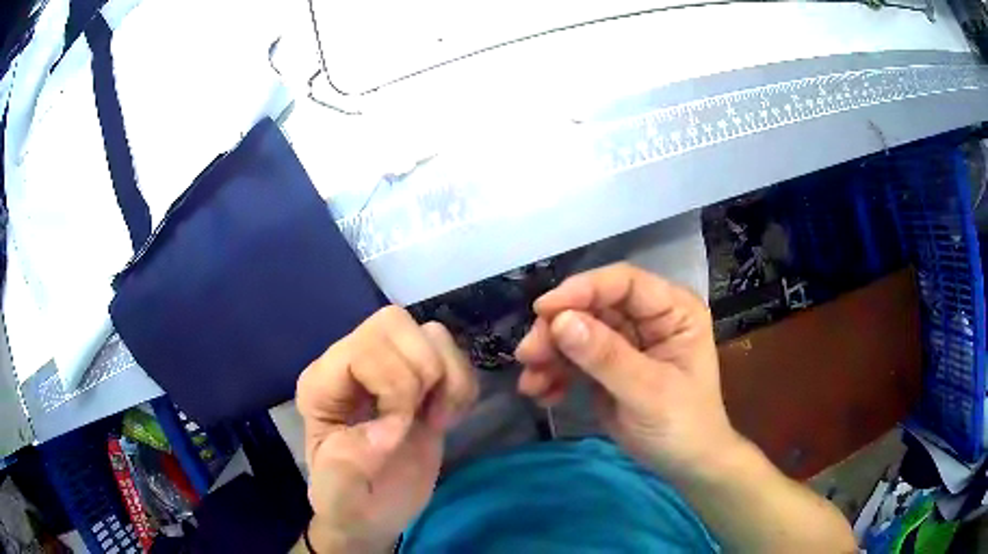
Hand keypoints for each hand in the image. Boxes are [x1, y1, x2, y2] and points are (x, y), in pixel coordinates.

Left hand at [295, 307, 477, 552]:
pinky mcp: (422, 382)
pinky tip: (448, 418)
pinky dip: (463, 384)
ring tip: (438, 419)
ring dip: (448, 377)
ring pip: (429, 333)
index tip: (398, 433)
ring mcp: (389, 369)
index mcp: (323, 385)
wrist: (373, 514)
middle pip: (394, 323)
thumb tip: (388, 430)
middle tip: (422, 417)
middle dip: (421, 372)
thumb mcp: (337, 493)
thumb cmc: (347, 501)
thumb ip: (348, 463)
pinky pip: (453, 353)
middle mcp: (352, 365)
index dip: (393, 385)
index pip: (362, 348)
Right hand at [515, 262, 739, 481]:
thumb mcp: (648, 392)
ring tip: (531, 384)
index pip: (624, 283)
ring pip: (576, 330)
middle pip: (592, 306)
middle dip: (557, 329)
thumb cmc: (683, 426)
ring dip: (549, 354)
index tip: (543, 311)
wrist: (685, 466)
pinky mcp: (607, 365)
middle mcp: (647, 317)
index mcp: (673, 310)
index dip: (582, 289)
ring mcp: (626, 341)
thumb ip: (606, 357)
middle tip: (529, 356)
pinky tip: (544, 395)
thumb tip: (560, 321)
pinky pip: (573, 357)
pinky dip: (553, 373)